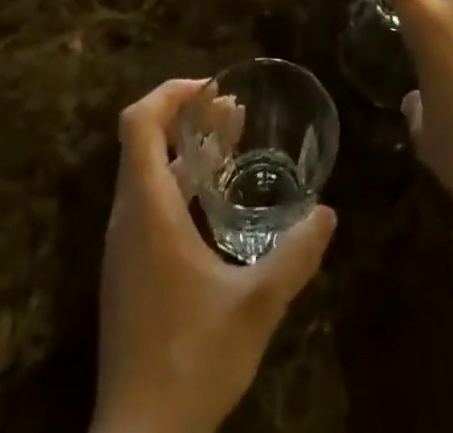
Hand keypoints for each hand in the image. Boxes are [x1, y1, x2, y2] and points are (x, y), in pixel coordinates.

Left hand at [94, 80, 335, 432]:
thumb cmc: (189, 363)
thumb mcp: (254, 309)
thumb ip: (294, 258)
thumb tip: (327, 213)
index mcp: (148, 211)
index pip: (138, 123)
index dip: (170, 93)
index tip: (213, 89)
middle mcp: (128, 217)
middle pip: (143, 140)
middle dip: (188, 114)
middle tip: (235, 109)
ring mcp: (125, 246)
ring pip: (148, 171)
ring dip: (187, 147)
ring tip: (232, 138)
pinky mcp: (129, 270)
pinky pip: (150, 200)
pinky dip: (181, 179)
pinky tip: (218, 197)